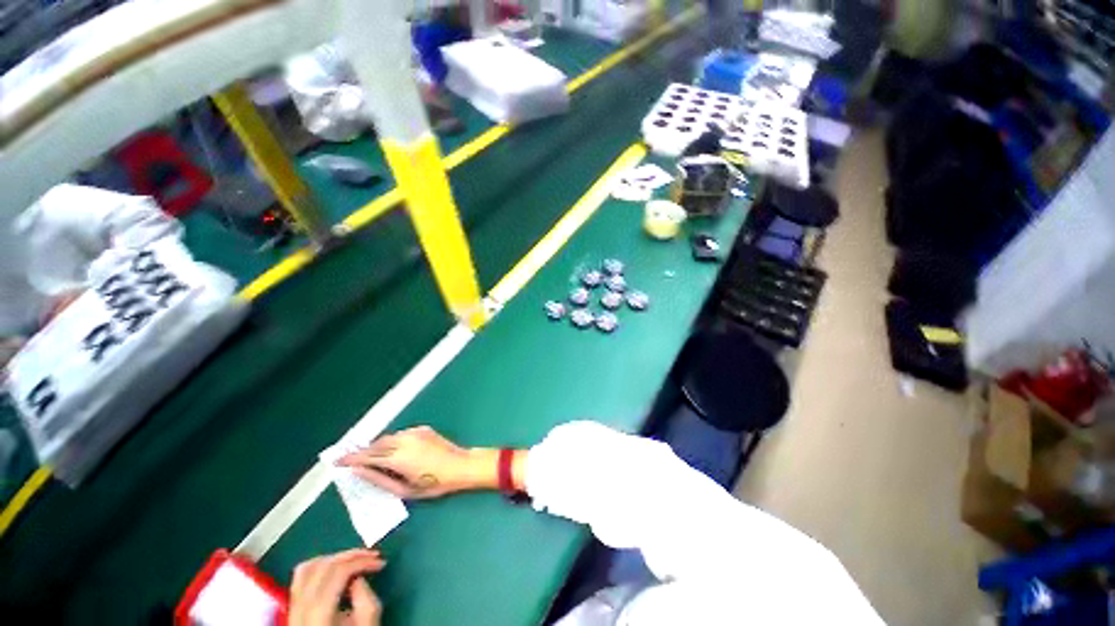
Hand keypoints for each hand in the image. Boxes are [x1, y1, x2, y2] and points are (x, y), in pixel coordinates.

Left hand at [289, 549, 384, 625]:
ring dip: (334, 558)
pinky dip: (318, 566)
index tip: (381, 562)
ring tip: (353, 561)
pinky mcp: (292, 608)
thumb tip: (360, 577)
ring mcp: (292, 608)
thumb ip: (366, 600)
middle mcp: (301, 608)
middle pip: (323, 567)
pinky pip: (300, 577)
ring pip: (308, 568)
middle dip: (351, 556)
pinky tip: (333, 569)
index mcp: (319, 614)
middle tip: (371, 555)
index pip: (338, 573)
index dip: (362, 561)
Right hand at [338, 426, 498, 498]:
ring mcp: (414, 432)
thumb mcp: (404, 490)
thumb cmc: (433, 483)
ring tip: (373, 458)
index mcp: (397, 457)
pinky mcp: (423, 429)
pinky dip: (393, 441)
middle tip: (353, 460)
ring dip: (378, 446)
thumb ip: (379, 480)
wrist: (460, 465)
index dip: (350, 459)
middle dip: (363, 452)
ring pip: (389, 437)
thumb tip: (359, 471)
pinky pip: (402, 434)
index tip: (337, 461)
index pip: (367, 456)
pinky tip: (396, 451)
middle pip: (376, 444)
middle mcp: (403, 440)